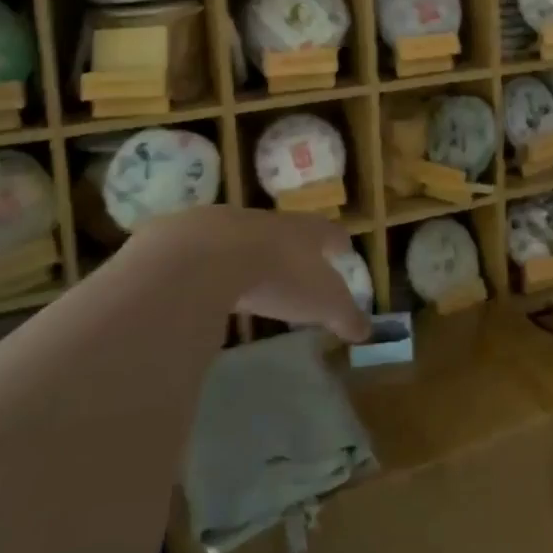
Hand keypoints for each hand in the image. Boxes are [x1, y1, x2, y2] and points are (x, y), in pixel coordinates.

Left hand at [119, 207, 371, 341]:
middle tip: (298, 264)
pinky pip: (204, 252)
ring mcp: (225, 226)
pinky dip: (210, 266)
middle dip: (293, 247)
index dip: (337, 242)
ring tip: (251, 276)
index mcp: (305, 231)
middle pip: (287, 231)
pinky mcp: (186, 238)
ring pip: (245, 238)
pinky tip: (206, 283)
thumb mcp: (322, 302)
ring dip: (250, 254)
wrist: (206, 256)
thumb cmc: (277, 276)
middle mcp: (268, 221)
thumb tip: (367, 330)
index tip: (343, 249)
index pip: (329, 233)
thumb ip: (346, 315)